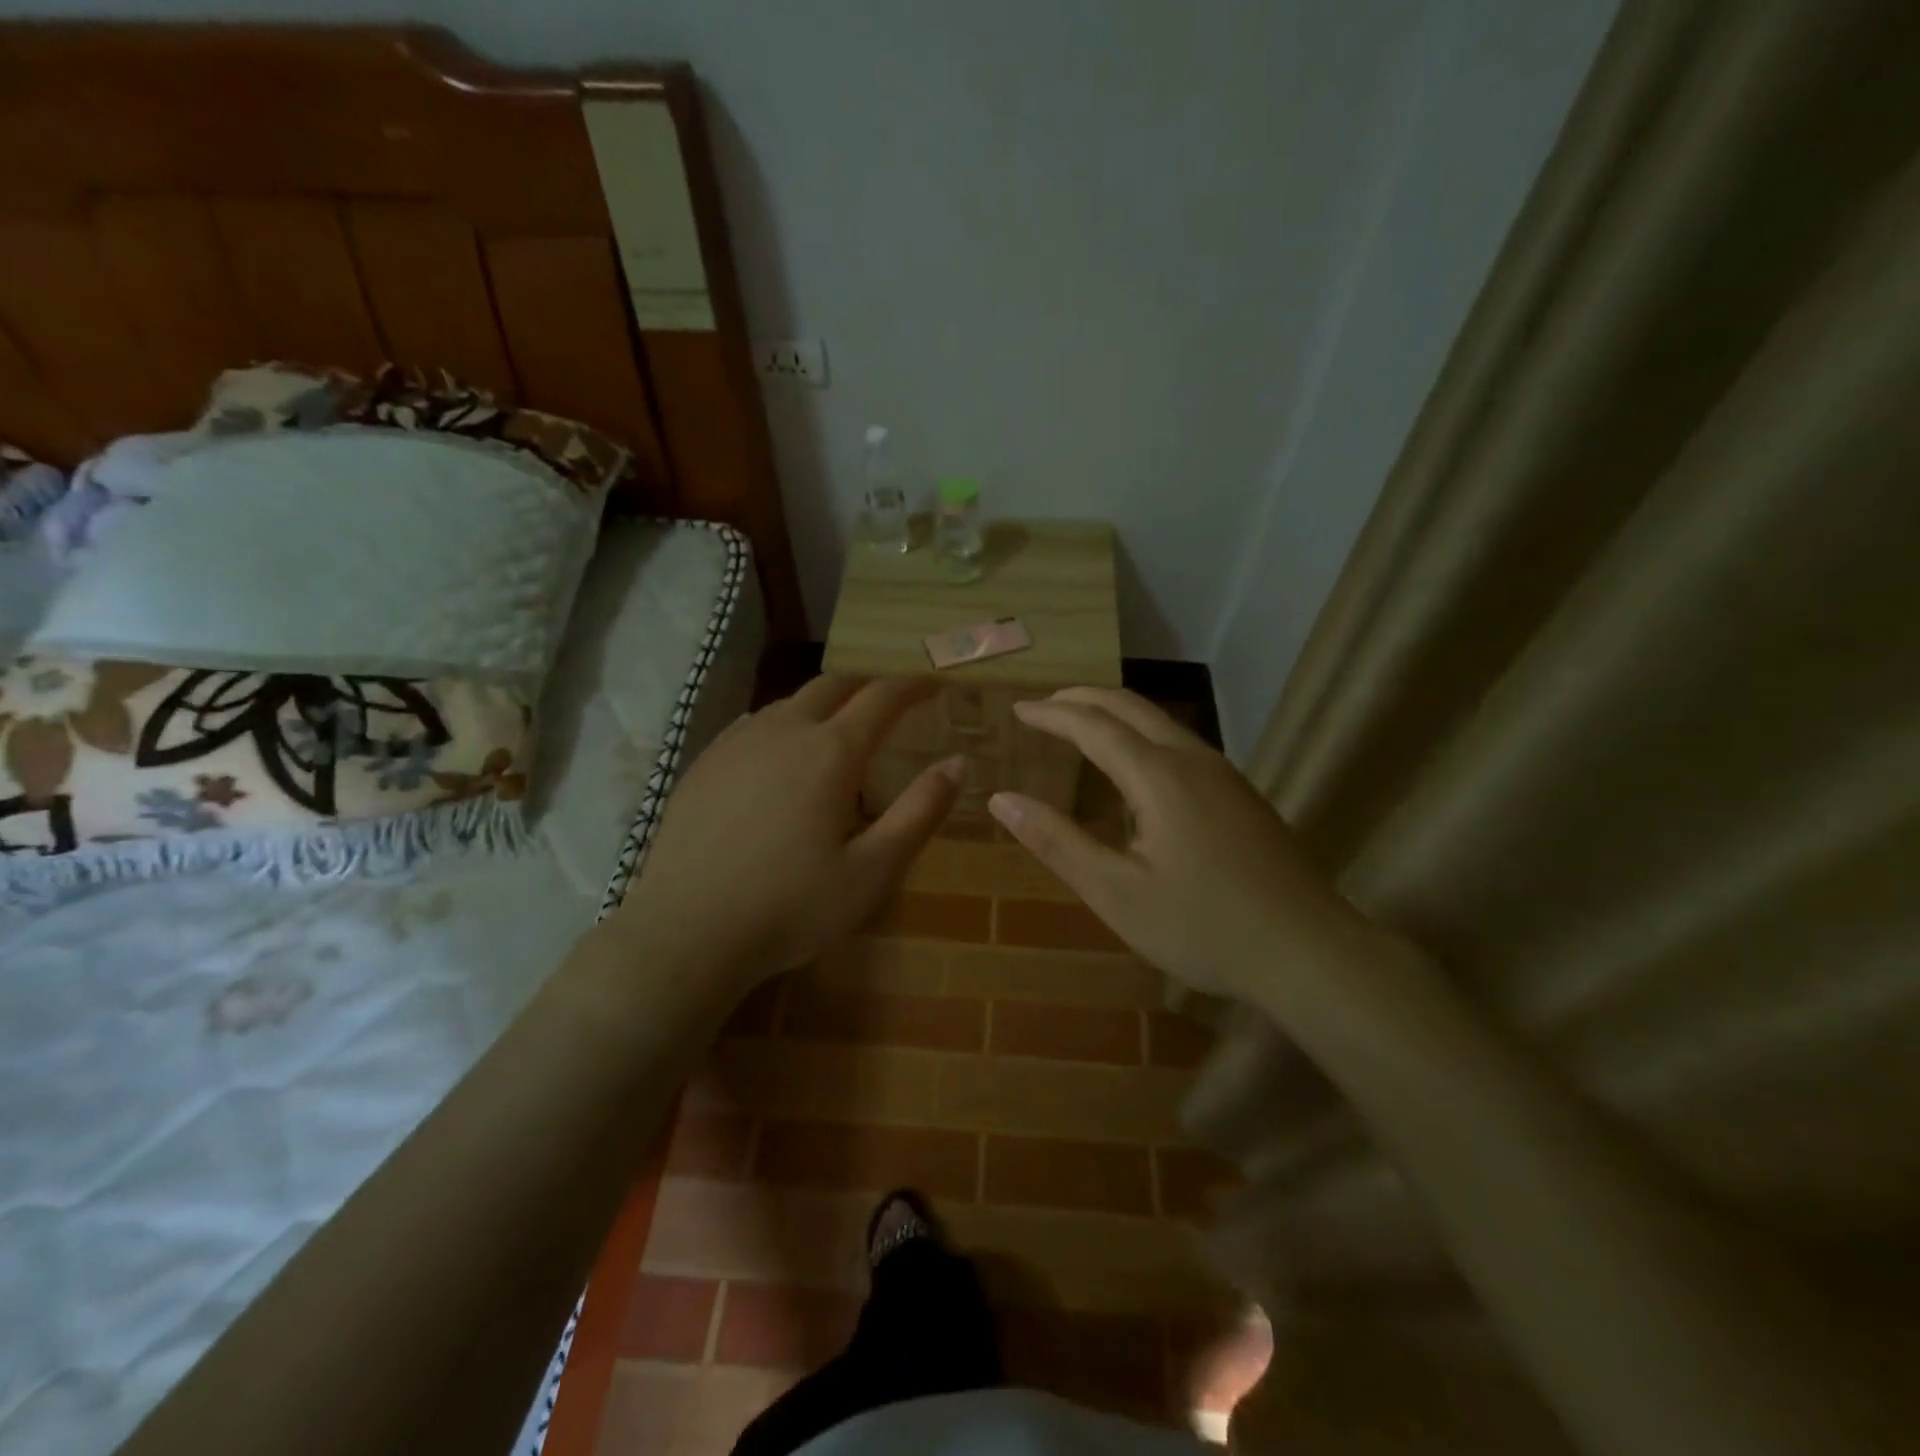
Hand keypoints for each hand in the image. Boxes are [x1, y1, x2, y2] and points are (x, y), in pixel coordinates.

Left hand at [619, 676, 961, 984]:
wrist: (686, 932)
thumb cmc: (792, 907)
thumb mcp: (874, 870)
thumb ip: (920, 811)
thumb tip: (959, 762)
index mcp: (831, 751)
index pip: (882, 697)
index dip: (913, 685)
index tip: (933, 684)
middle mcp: (784, 730)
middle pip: (833, 685)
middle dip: (868, 685)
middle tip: (890, 702)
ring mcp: (737, 742)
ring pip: (790, 701)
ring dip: (824, 704)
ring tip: (839, 731)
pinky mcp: (704, 762)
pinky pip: (754, 724)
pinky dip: (784, 724)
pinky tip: (781, 755)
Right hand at [988, 687, 1373, 1002]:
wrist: (1309, 952)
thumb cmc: (1203, 927)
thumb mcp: (1116, 892)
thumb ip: (1057, 842)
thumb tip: (1002, 799)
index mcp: (1159, 775)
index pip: (1093, 725)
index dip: (1051, 715)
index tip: (1017, 710)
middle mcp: (1192, 759)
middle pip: (1130, 706)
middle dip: (1083, 698)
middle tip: (1045, 706)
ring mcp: (1224, 775)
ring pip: (1161, 722)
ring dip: (1116, 714)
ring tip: (1082, 726)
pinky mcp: (1241, 795)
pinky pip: (1181, 744)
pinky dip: (1142, 735)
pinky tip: (1137, 769)